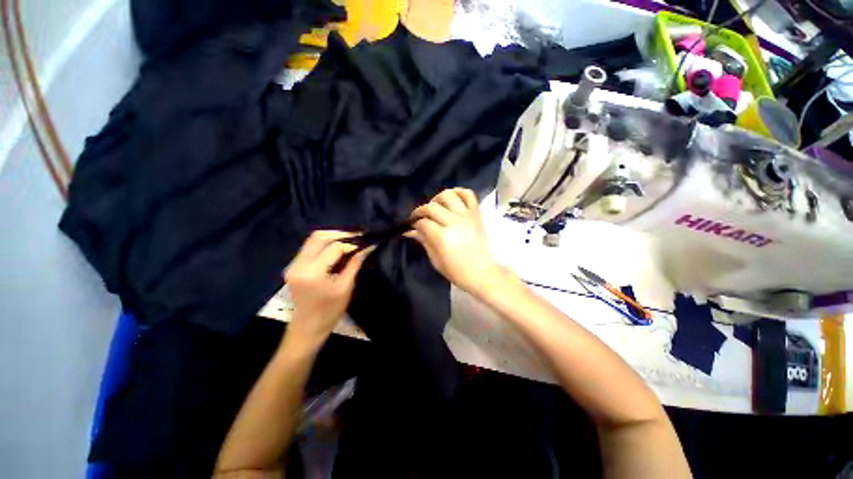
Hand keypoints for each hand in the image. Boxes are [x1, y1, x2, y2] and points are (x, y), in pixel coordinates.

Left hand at [284, 231, 372, 345]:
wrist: (307, 328)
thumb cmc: (330, 311)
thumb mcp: (346, 287)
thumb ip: (355, 263)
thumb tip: (368, 246)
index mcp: (312, 273)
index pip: (334, 247)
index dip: (351, 242)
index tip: (365, 241)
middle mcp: (298, 264)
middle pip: (319, 237)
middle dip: (340, 234)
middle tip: (358, 236)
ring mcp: (292, 264)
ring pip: (313, 239)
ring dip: (332, 236)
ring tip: (350, 239)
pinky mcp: (293, 265)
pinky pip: (309, 246)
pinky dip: (325, 243)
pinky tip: (337, 246)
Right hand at [406, 188, 500, 294]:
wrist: (482, 272)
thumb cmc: (457, 271)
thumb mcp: (436, 260)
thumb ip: (424, 241)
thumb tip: (410, 231)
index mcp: (443, 237)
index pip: (423, 223)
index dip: (415, 223)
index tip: (412, 226)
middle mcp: (454, 222)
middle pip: (432, 207)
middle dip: (421, 211)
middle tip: (418, 217)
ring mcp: (466, 216)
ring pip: (448, 196)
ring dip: (437, 198)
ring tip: (434, 206)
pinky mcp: (476, 214)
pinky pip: (468, 195)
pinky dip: (459, 192)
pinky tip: (452, 198)